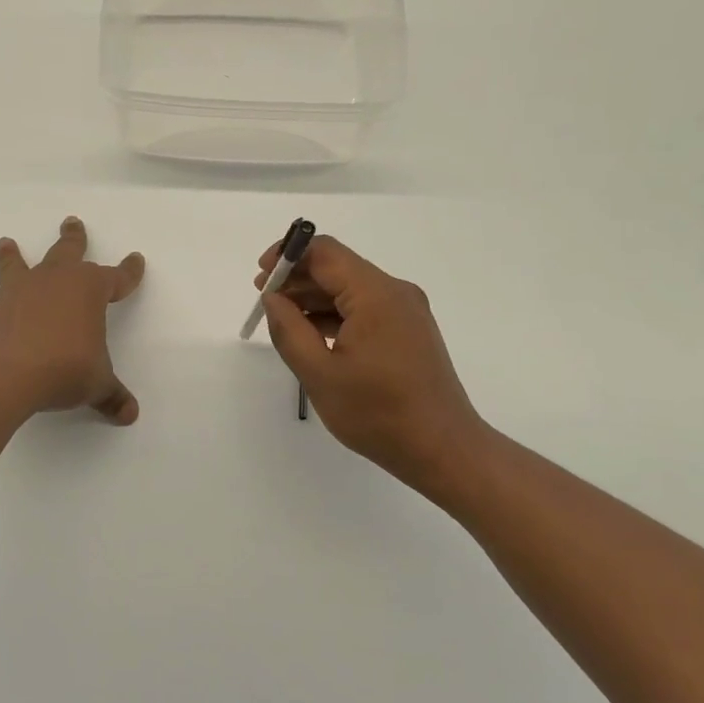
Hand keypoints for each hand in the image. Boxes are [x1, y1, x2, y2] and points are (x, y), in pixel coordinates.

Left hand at [0, 217, 145, 423]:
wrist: (6, 374)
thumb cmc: (64, 369)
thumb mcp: (96, 384)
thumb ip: (112, 395)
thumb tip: (130, 414)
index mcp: (88, 290)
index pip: (116, 277)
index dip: (128, 272)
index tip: (136, 260)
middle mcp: (53, 281)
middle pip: (66, 252)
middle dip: (73, 238)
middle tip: (71, 222)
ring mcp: (18, 293)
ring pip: (17, 266)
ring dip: (12, 255)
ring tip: (6, 243)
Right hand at [257, 235, 491, 502]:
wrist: (442, 450)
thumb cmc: (378, 413)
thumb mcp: (320, 374)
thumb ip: (289, 330)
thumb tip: (273, 298)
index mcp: (376, 295)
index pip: (325, 252)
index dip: (288, 255)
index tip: (261, 277)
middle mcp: (395, 292)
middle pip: (338, 267)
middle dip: (298, 278)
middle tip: (264, 299)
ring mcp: (406, 311)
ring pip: (350, 288)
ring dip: (314, 297)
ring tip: (282, 319)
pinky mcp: (408, 330)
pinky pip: (364, 308)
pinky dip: (335, 314)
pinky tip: (312, 334)